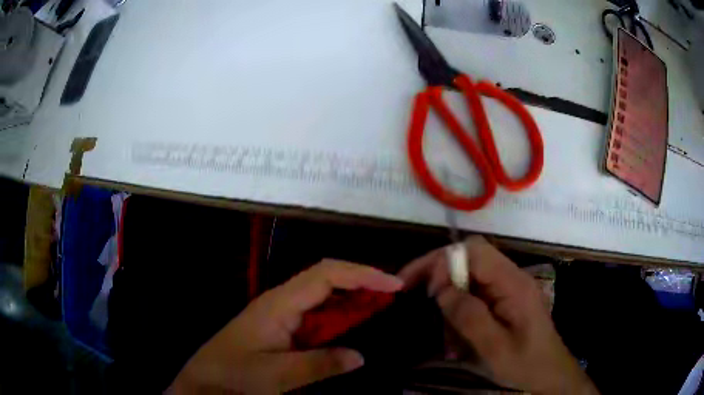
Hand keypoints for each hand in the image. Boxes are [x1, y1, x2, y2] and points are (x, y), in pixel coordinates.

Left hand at [168, 260, 403, 393]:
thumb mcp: (277, 375)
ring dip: (352, 301)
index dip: (362, 274)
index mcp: (280, 303)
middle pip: (328, 279)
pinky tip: (352, 330)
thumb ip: (319, 365)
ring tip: (382, 311)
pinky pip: (317, 316)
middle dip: (363, 283)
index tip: (394, 284)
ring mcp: (282, 313)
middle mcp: (283, 300)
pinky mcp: (282, 326)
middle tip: (394, 298)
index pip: (327, 274)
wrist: (205, 378)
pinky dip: (339, 318)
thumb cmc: (235, 373)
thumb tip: (360, 355)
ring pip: (324, 297)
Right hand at [399, 236, 597, 394]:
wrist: (550, 372)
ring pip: (470, 275)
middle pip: (470, 257)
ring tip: (441, 325)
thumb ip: (469, 316)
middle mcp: (511, 277)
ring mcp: (509, 287)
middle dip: (439, 271)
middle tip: (416, 293)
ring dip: (449, 293)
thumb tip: (442, 289)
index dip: (443, 260)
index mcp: (513, 283)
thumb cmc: (525, 363)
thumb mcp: (495, 347)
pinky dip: (459, 306)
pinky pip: (476, 292)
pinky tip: (456, 331)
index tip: (423, 286)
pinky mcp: (506, 298)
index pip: (474, 251)